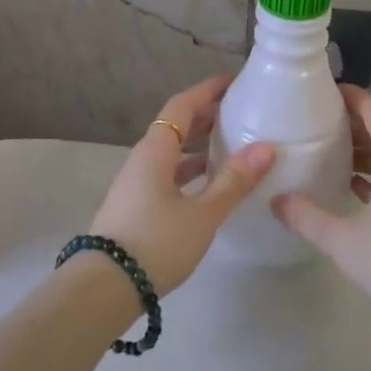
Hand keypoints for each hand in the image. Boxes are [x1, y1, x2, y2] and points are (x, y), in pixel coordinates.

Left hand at [85, 76, 274, 293]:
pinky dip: (190, 170)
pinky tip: (210, 184)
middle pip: (175, 125)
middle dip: (207, 115)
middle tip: (241, 112)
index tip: (235, 82)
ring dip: (199, 144)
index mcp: (155, 149)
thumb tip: (266, 148)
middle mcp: (143, 159)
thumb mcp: (202, 213)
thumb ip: (233, 181)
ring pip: (172, 152)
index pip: (182, 104)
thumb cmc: (156, 242)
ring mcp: (136, 183)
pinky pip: (168, 174)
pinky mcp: (136, 206)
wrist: (105, 288)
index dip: (208, 90)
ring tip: (232, 145)